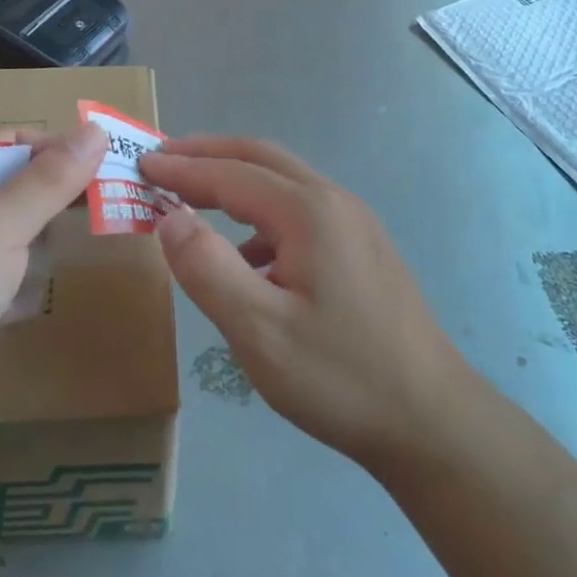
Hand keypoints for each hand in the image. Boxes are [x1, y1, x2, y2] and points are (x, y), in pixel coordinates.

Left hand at [0, 124, 106, 449]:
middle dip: (57, 200)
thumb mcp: (0, 220)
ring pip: (19, 239)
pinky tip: (27, 304)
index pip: (13, 144)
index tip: (104, 163)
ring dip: (41, 248)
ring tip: (69, 253)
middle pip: (20, 191)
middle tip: (106, 206)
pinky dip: (24, 290)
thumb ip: (52, 178)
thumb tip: (96, 128)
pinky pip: (10, 283)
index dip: (57, 148)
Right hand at [139, 137, 468, 470]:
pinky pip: (301, 212)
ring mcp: (355, 223)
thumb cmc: (340, 376)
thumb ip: (207, 267)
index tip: (141, 164)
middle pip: (261, 158)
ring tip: (196, 197)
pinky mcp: (364, 249)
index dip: (182, 169)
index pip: (230, 173)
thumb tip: (170, 216)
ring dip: (236, 179)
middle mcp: (334, 202)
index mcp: (308, 211)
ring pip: (284, 182)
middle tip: (163, 160)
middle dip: (209, 154)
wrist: (434, 423)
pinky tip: (248, 256)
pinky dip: (262, 214)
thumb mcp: (259, 330)